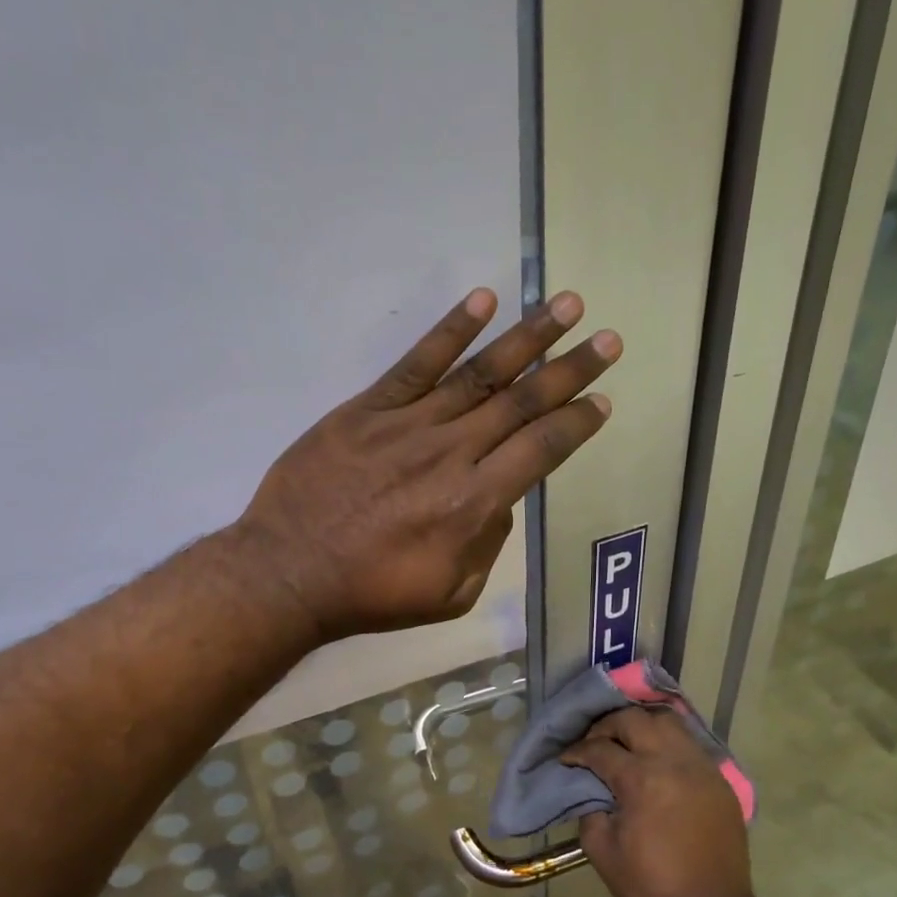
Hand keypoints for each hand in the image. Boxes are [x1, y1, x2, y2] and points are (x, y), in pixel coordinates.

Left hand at [234, 287, 617, 640]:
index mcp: (474, 504)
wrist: (289, 573)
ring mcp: (408, 425)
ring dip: (527, 337)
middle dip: (570, 370)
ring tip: (566, 303)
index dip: (576, 423)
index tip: (602, 401)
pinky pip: (415, 364)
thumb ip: (486, 545)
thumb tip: (499, 502)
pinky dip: (450, 331)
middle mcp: (451, 454)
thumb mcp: (450, 595)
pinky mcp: (367, 410)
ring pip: (479, 374)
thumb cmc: (371, 594)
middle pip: (522, 403)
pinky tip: (483, 301)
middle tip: (608, 340)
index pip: (541, 450)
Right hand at [561, 707, 758, 896]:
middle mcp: (673, 761)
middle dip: (606, 726)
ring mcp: (702, 767)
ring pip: (668, 721)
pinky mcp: (720, 780)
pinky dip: (667, 744)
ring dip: (641, 726)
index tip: (566, 759)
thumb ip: (590, 809)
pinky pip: (690, 745)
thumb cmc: (650, 885)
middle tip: (594, 744)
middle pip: (633, 719)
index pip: (600, 748)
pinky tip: (656, 762)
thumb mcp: (601, 849)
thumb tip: (591, 789)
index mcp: (641, 778)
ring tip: (627, 743)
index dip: (577, 752)